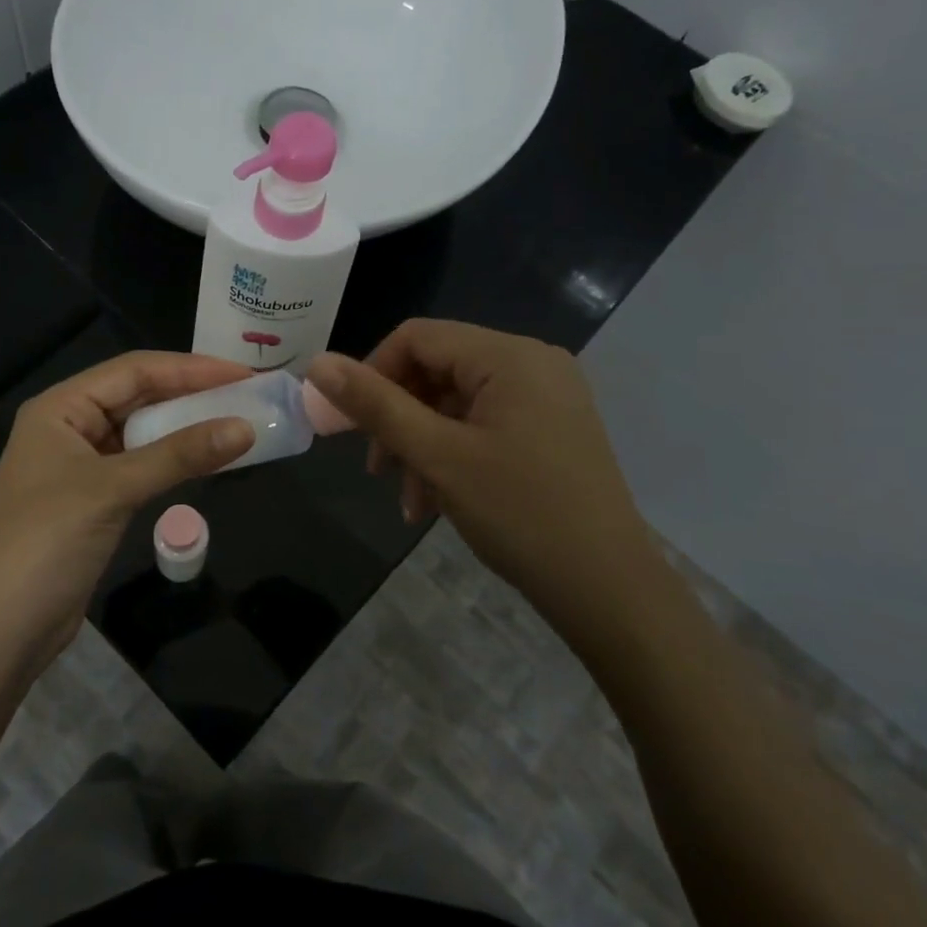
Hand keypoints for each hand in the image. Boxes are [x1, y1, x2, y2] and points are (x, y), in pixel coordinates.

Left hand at [0, 352, 255, 666]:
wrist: (2, 630)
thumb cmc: (47, 542)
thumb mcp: (114, 489)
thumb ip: (180, 455)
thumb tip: (246, 428)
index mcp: (60, 408)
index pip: (133, 370)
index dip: (189, 368)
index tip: (242, 374)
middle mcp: (68, 427)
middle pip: (138, 396)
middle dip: (191, 394)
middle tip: (247, 395)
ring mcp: (80, 465)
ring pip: (142, 432)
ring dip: (185, 428)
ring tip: (236, 422)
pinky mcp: (94, 499)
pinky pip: (141, 464)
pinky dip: (173, 460)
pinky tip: (207, 460)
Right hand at [307, 320, 661, 649]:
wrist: (608, 589)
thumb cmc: (519, 513)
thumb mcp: (436, 456)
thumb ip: (375, 405)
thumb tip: (318, 363)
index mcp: (509, 356)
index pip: (417, 337)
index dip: (373, 373)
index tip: (350, 423)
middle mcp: (532, 364)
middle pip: (437, 369)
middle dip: (398, 418)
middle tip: (376, 468)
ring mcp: (546, 397)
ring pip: (457, 403)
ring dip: (421, 445)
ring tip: (407, 499)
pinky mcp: (551, 428)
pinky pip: (484, 424)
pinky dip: (452, 454)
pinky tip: (435, 502)